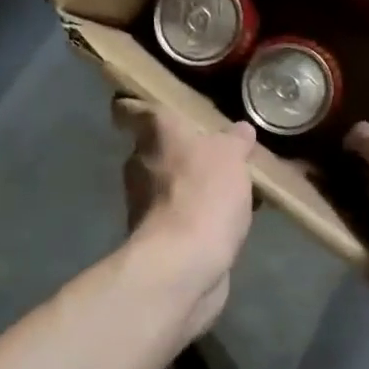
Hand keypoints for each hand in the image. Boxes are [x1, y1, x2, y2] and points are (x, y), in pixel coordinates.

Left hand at [114, 98, 256, 329]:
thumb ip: (234, 141)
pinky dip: (201, 215)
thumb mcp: (231, 156)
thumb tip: (239, 130)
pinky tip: (232, 217)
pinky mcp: (159, 237)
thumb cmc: (203, 193)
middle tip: (215, 147)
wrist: (184, 264)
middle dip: (180, 149)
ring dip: (194, 184)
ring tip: (234, 185)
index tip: (146, 104)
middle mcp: (141, 163)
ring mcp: (145, 204)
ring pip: (170, 183)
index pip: (128, 109)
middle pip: (154, 148)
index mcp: (154, 133)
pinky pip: (183, 215)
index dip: (133, 105)